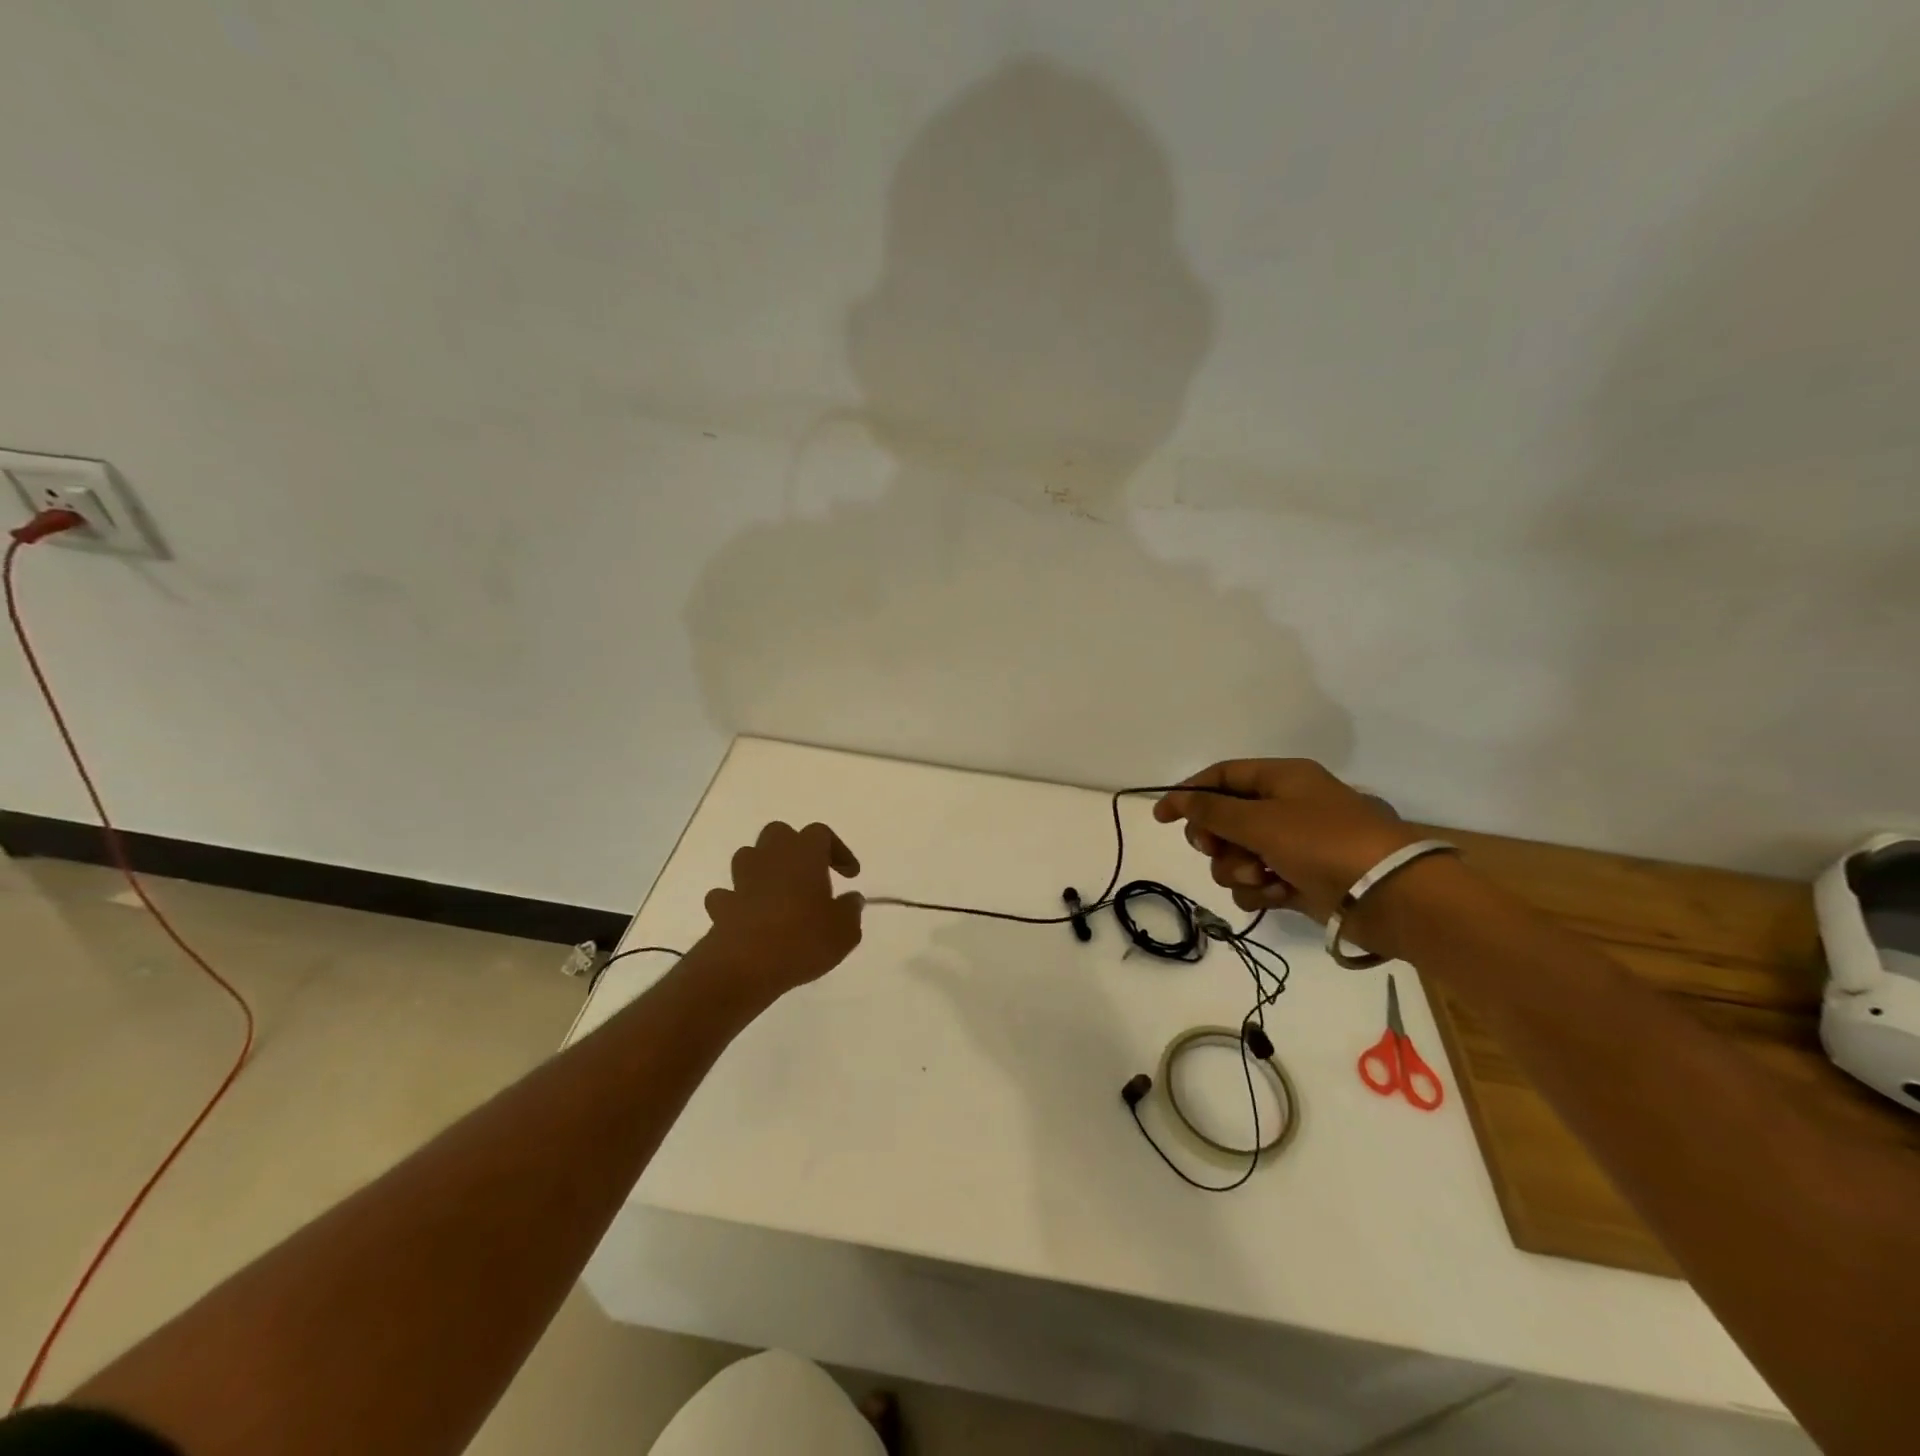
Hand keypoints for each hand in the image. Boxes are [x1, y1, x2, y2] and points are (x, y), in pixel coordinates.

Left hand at [701, 821, 864, 996]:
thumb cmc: (803, 940)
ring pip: (750, 857)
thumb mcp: (844, 930)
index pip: (822, 834)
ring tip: (780, 892)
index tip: (850, 875)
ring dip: (764, 868)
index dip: (838, 850)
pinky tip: (750, 916)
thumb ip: (850, 910)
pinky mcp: (722, 905)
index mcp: (804, 854)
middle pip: (779, 834)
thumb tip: (852, 899)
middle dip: (794, 848)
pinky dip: (739, 901)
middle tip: (810, 873)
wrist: (744, 966)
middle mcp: (771, 857)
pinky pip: (729, 894)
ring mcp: (741, 880)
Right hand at [1153, 759, 1420, 921]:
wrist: (1390, 895)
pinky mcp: (1298, 881)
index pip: (1222, 776)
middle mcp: (1285, 808)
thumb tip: (1178, 799)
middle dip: (1216, 839)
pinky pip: (1257, 883)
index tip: (1163, 818)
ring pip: (1237, 855)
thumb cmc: (1323, 843)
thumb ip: (1213, 811)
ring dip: (1238, 869)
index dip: (1189, 794)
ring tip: (1260, 877)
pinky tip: (1275, 895)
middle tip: (1216, 850)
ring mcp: (1292, 847)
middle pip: (1225, 819)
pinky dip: (1259, 890)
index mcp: (1282, 779)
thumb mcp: (1261, 821)